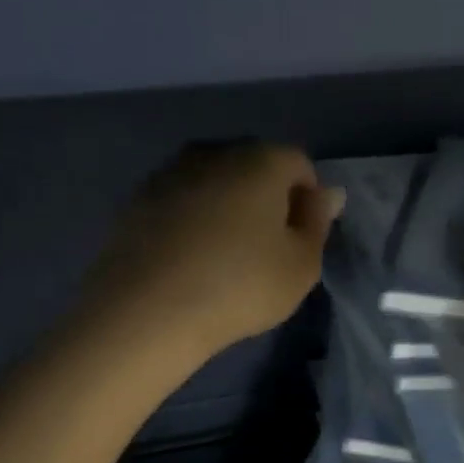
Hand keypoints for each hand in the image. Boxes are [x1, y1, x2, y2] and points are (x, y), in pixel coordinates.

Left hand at [83, 143, 343, 361]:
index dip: (307, 200)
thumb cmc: (239, 287)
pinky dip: (191, 222)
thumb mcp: (300, 267)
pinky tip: (189, 260)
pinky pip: (180, 203)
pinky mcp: (137, 200)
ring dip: (225, 208)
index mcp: (261, 159)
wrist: (147, 310)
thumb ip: (317, 224)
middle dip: (266, 198)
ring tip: (224, 256)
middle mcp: (214, 152)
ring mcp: (169, 173)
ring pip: (213, 182)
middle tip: (265, 249)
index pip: (299, 164)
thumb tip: (326, 194)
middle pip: (253, 166)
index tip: (300, 240)